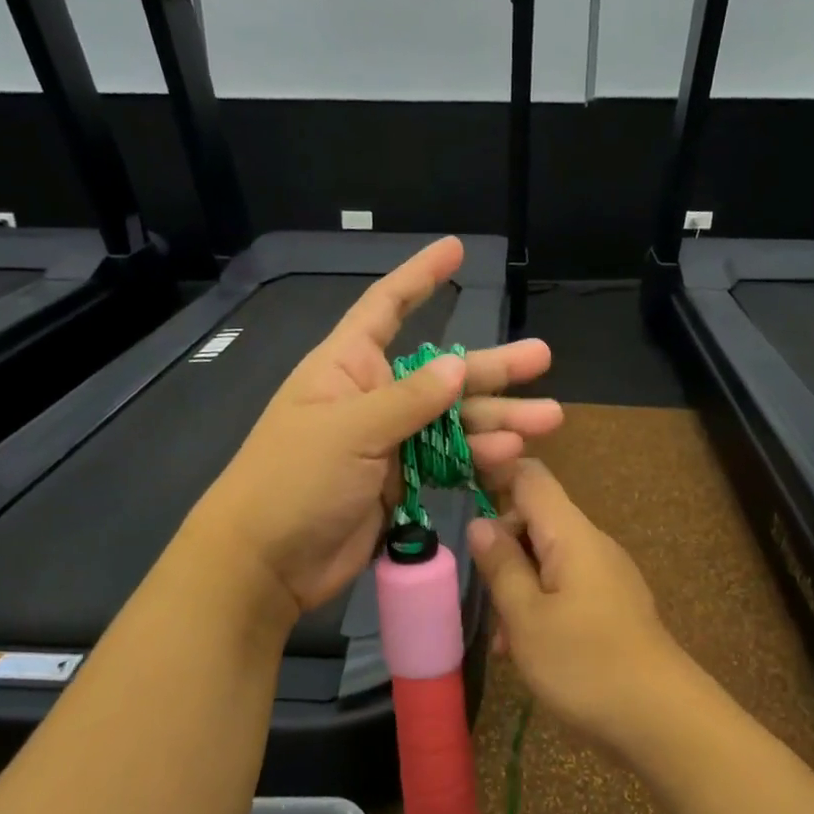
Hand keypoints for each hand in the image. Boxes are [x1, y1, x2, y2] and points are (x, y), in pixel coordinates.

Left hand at [193, 237, 562, 617]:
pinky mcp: (402, 482)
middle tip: (543, 357)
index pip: (386, 308)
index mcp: (348, 367)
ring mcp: (390, 442)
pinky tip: (511, 457)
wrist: (266, 562)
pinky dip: (478, 459)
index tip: (455, 250)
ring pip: (454, 422)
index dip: (419, 278)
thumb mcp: (350, 430)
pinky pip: (449, 462)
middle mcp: (373, 397)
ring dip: (498, 420)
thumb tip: (456, 367)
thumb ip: (408, 400)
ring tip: (546, 419)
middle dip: (492, 367)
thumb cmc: (293, 480)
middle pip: (441, 372)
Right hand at [467, 459, 709, 759]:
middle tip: (484, 595)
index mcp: (571, 534)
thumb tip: (480, 522)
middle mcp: (592, 544)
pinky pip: (566, 586)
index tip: (458, 502)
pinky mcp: (612, 604)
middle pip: (536, 519)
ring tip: (504, 639)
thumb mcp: (527, 617)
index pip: (530, 477)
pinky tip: (527, 650)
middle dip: (502, 548)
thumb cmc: (585, 664)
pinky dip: (540, 605)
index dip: (493, 476)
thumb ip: (501, 566)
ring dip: (518, 585)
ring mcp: (606, 574)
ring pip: (548, 558)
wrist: (662, 719)